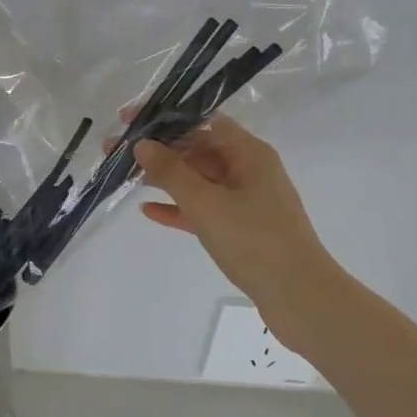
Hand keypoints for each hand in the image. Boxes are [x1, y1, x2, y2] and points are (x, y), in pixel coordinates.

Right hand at [134, 118, 335, 348]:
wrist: (301, 299)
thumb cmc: (255, 241)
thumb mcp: (206, 204)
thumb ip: (171, 172)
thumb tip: (142, 144)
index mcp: (249, 153)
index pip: (203, 121)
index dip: (166, 117)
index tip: (130, 119)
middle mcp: (249, 170)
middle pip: (197, 149)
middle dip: (158, 149)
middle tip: (115, 150)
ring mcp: (246, 200)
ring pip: (198, 180)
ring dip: (163, 178)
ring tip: (123, 176)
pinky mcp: (241, 229)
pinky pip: (203, 209)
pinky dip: (179, 208)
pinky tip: (148, 211)